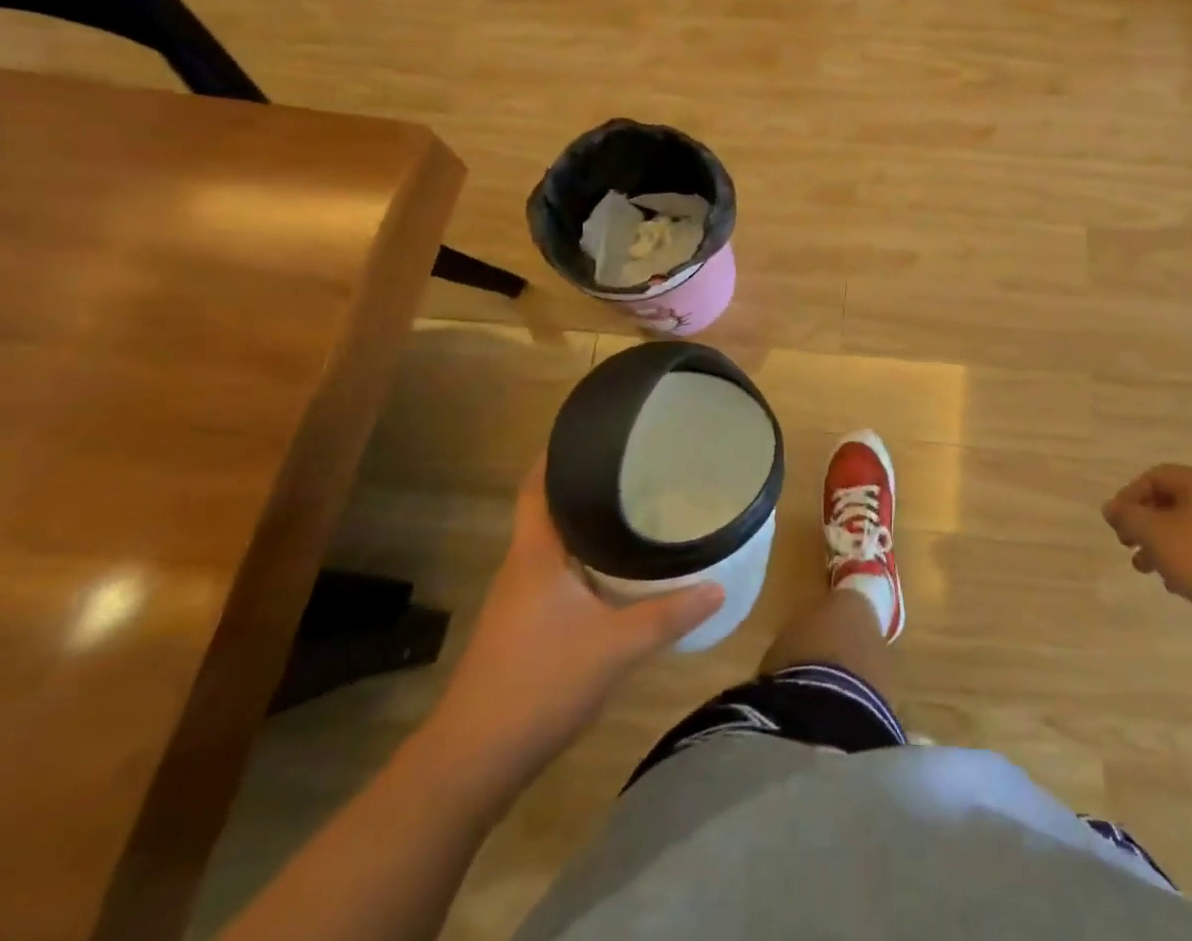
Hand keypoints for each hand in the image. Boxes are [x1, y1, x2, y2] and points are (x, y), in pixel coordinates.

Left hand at [427, 460, 721, 784]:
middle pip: (549, 510)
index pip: (537, 485)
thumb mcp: (617, 646)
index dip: (557, 453)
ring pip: (555, 546)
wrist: (473, 762)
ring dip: (587, 526)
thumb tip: (718, 586)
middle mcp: (522, 567)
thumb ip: (669, 614)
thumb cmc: (540, 683)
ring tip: (635, 510)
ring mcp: (518, 600)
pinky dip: (585, 562)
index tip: (593, 430)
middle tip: (635, 467)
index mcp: (536, 553)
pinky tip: (616, 573)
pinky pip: (557, 575)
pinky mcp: (522, 629)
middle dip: (586, 486)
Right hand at [1103, 464, 1191, 644]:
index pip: (1154, 477)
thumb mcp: (1155, 533)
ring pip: (1187, 530)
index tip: (1116, 523)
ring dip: (1160, 546)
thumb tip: (1111, 507)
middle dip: (1143, 524)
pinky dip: (1185, 561)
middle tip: (1126, 545)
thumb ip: (1128, 517)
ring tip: (1145, 569)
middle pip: (1170, 502)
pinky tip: (1175, 585)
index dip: (1129, 496)